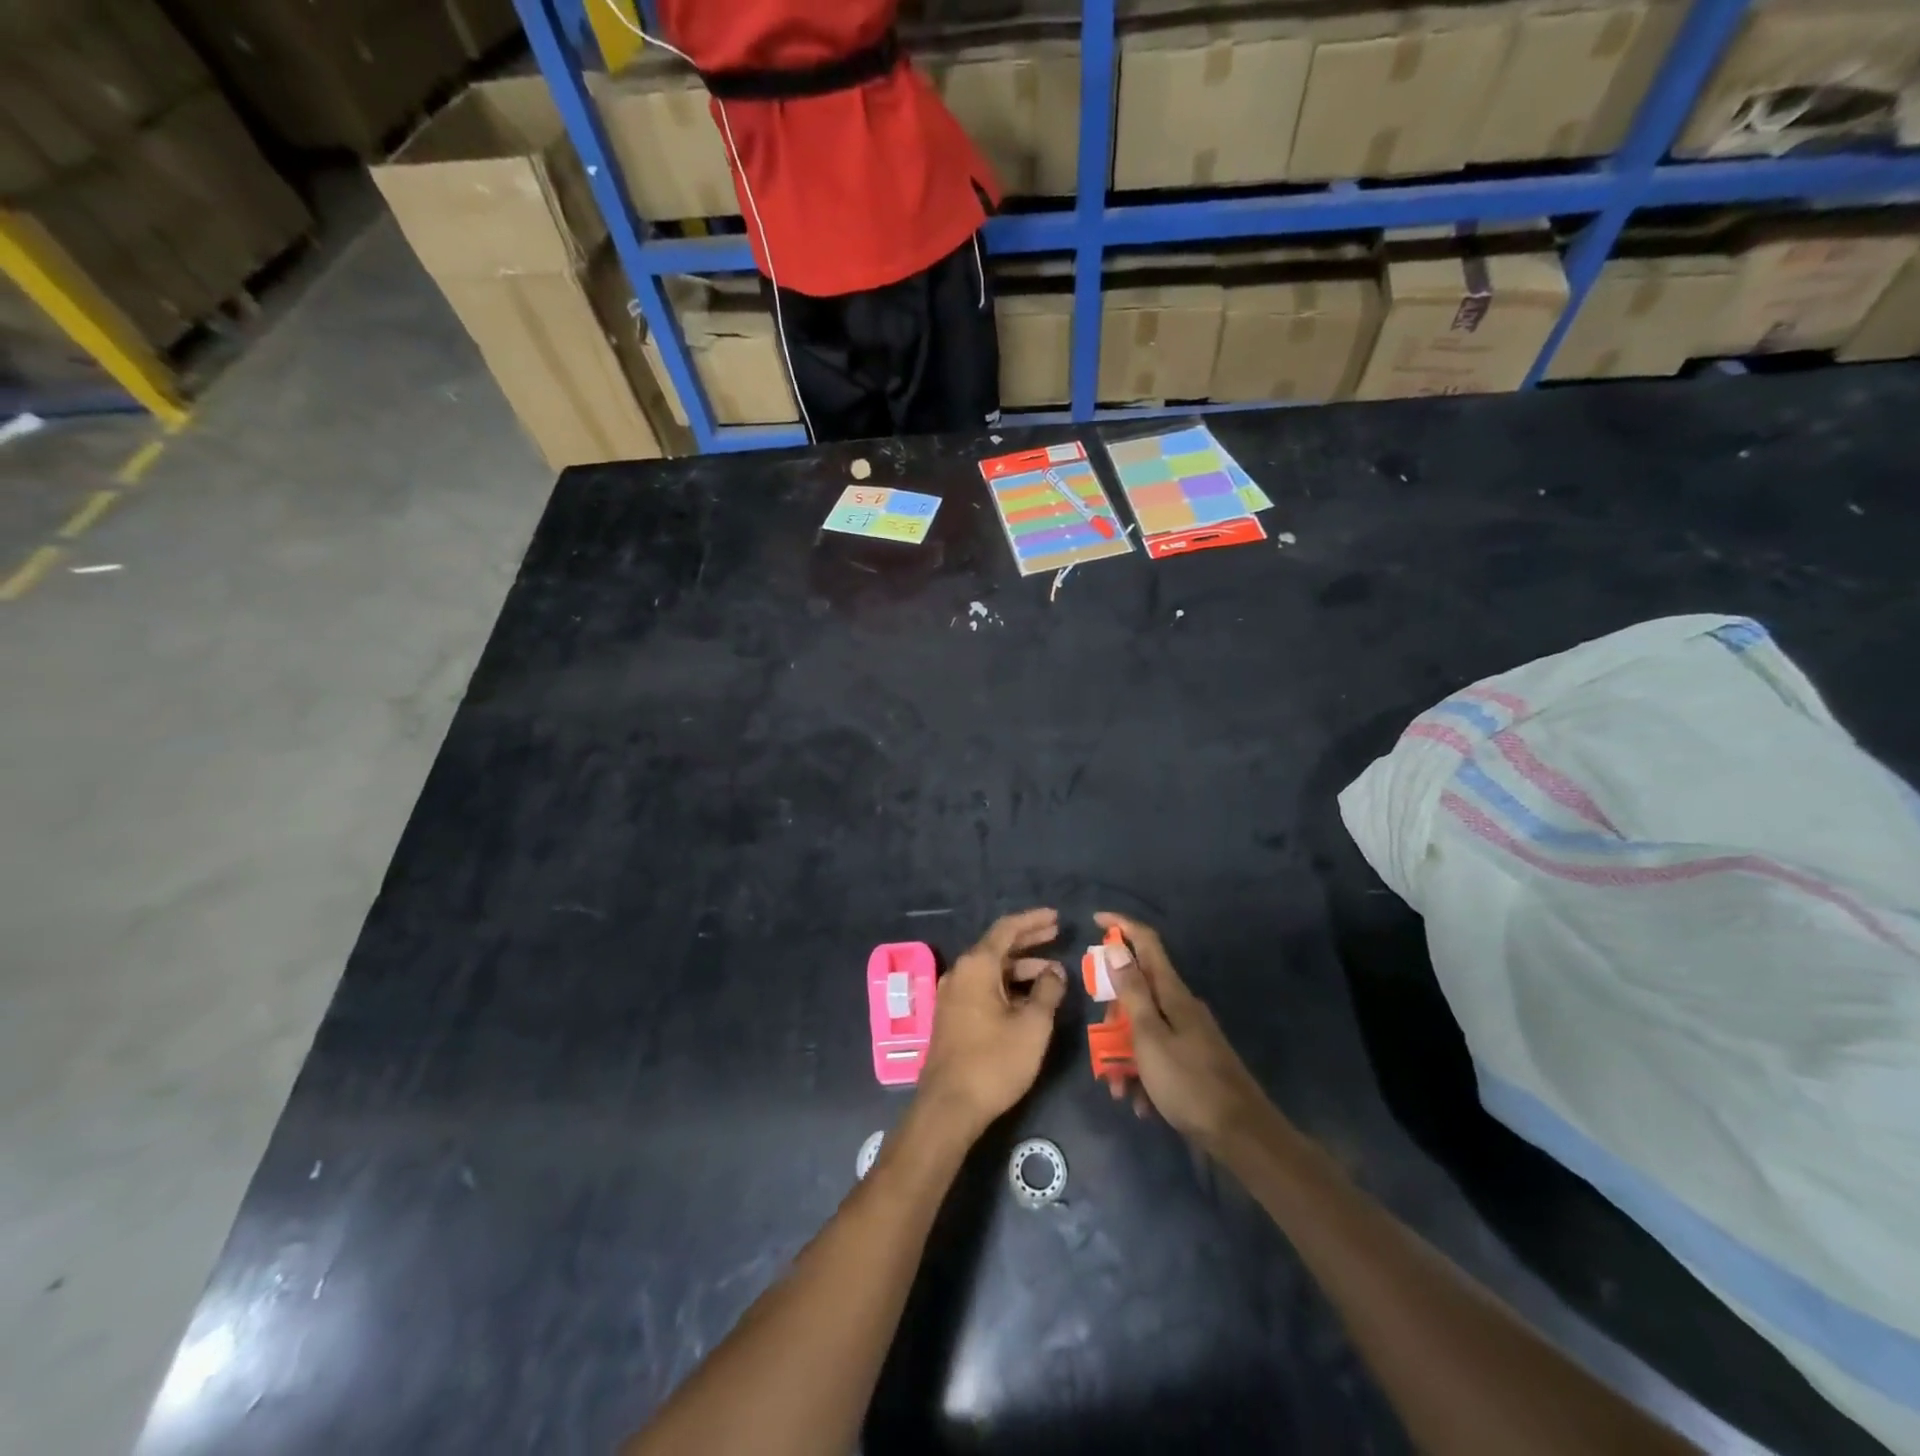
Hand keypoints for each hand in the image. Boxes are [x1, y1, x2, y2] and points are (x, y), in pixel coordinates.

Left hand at [915, 909, 1067, 1138]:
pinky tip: (1029, 997)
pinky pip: (982, 987)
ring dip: (1020, 967)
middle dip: (1028, 940)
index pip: (1006, 929)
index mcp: (976, 965)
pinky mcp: (952, 1016)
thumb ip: (1048, 991)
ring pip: (991, 970)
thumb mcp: (1032, 1025)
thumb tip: (1055, 971)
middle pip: (997, 946)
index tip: (1056, 916)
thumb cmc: (994, 1060)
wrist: (949, 1106)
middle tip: (1057, 934)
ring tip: (1052, 973)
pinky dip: (1007, 985)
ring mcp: (952, 995)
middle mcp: (960, 972)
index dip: (1033, 920)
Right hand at [1096, 912, 1271, 1149]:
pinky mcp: (1193, 1060)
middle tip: (1101, 1043)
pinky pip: (1156, 1055)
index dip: (1120, 926)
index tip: (1094, 920)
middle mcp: (1181, 1006)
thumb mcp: (1149, 1036)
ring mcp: (1189, 1033)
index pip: (1146, 942)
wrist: (1241, 1136)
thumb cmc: (1188, 1082)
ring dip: (1124, 1053)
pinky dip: (1142, 1073)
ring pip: (1143, 1028)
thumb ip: (1132, 992)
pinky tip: (1139, 1102)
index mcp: (1172, 993)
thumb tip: (1116, 948)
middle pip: (1137, 991)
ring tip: (1118, 1088)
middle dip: (1112, 1015)